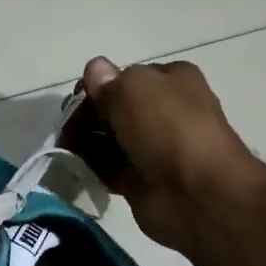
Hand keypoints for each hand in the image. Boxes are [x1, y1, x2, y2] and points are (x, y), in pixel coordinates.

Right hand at [78, 57, 265, 254]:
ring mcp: (154, 147)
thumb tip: (94, 71)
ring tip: (69, 151)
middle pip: (113, 108)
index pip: (124, 76)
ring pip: (110, 139)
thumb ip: (108, 81)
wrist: (196, 194)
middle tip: (68, 131)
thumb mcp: (132, 89)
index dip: (97, 86)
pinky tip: (83, 169)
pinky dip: (95, 167)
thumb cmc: (167, 130)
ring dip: (87, 143)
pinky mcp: (142, 179)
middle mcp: (164, 110)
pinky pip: (110, 168)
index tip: (76, 101)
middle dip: (88, 116)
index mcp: (171, 80)